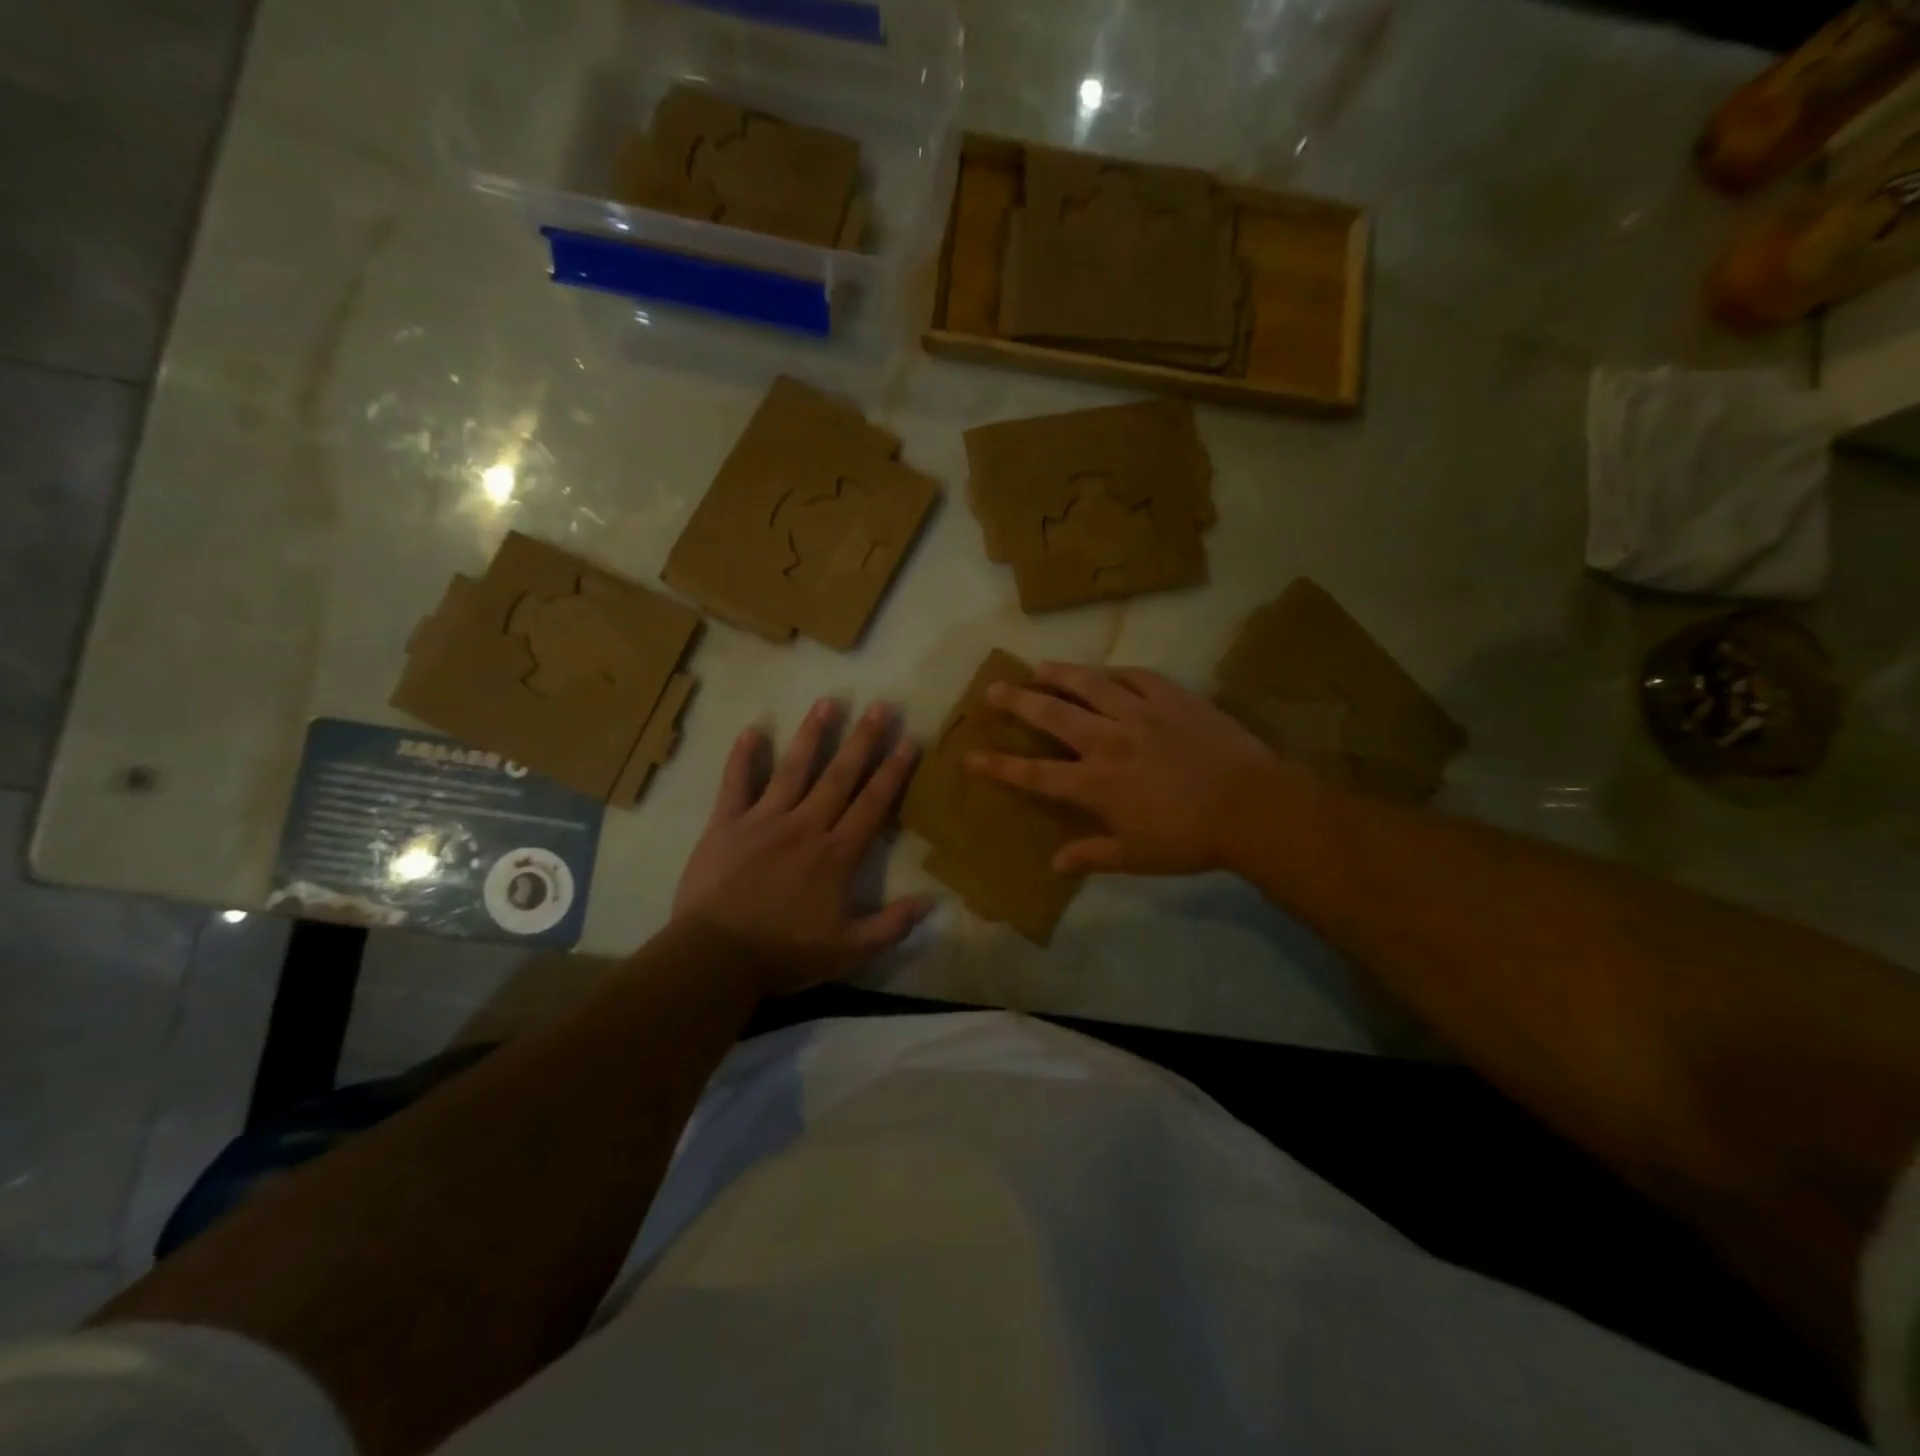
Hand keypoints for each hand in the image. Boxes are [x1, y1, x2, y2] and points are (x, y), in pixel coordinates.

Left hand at [673, 698, 931, 996]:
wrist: (716, 958)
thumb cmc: (785, 954)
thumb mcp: (849, 951)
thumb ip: (892, 925)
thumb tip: (932, 901)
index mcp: (837, 854)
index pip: (873, 803)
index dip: (894, 771)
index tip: (909, 740)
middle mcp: (806, 826)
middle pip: (840, 776)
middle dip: (863, 740)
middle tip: (880, 706)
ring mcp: (764, 821)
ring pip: (794, 770)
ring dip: (812, 735)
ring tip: (827, 703)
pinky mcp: (727, 825)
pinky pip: (736, 784)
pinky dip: (742, 758)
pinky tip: (751, 731)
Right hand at [966, 663, 1281, 876]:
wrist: (1251, 806)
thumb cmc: (1188, 839)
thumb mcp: (1135, 857)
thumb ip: (1091, 856)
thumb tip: (1055, 864)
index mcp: (1095, 783)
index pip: (1034, 774)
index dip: (999, 766)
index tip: (971, 755)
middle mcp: (1108, 740)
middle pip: (1052, 715)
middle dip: (1017, 701)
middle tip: (994, 688)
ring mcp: (1140, 713)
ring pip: (1089, 684)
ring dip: (1060, 674)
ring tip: (1039, 666)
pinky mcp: (1172, 697)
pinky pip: (1136, 676)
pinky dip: (1116, 673)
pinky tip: (1106, 671)